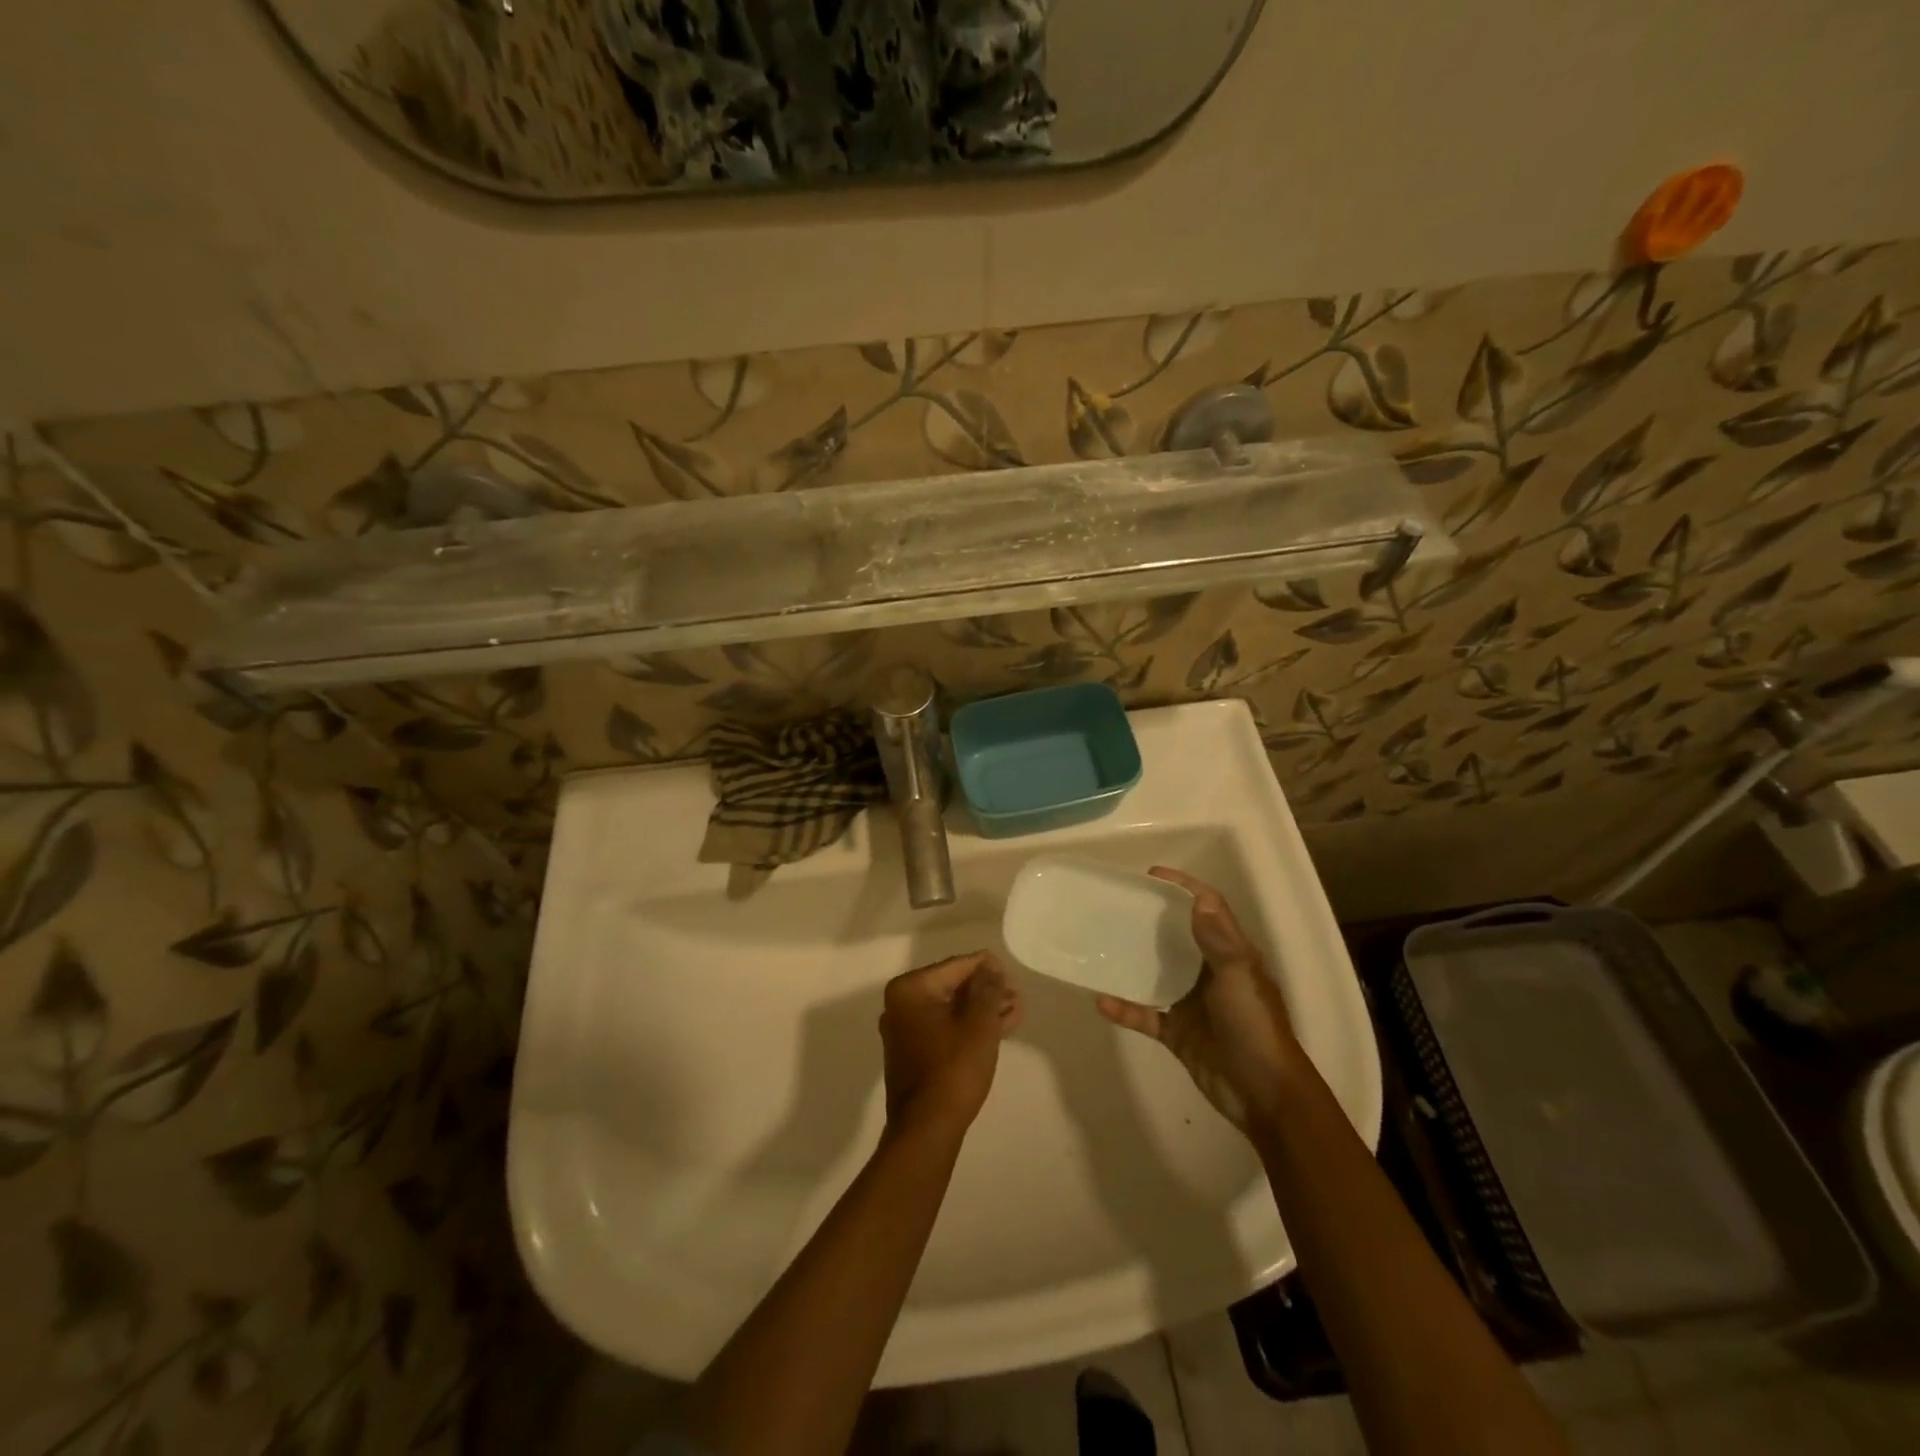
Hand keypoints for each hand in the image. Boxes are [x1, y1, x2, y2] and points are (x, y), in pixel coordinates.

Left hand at [880, 951, 1022, 1137]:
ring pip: (950, 1010)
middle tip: (1017, 995)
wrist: (927, 1129)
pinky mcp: (912, 1053)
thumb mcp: (979, 1024)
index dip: (986, 968)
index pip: (955, 966)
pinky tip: (999, 1028)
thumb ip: (987, 988)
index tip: (1011, 974)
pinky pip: (944, 1029)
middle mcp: (900, 1004)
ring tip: (1015, 1010)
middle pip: (952, 987)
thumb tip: (990, 965)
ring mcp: (904, 1031)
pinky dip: (969, 1027)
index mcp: (910, 989)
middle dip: (986, 991)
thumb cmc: (953, 1069)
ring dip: (982, 1010)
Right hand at [1096, 867, 1299, 1132]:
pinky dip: (1125, 1009)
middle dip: (1152, 919)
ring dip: (1133, 961)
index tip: (1152, 875)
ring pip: (1157, 973)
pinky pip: (1145, 1015)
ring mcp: (1192, 1004)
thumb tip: (1197, 899)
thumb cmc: (1254, 1027)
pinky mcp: (1177, 1033)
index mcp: (1231, 955)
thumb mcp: (1239, 977)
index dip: (1185, 888)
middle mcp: (1210, 974)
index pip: (1209, 909)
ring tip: (1102, 944)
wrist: (1264, 1095)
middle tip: (1118, 905)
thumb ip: (1218, 940)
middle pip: (1179, 936)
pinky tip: (1102, 1001)